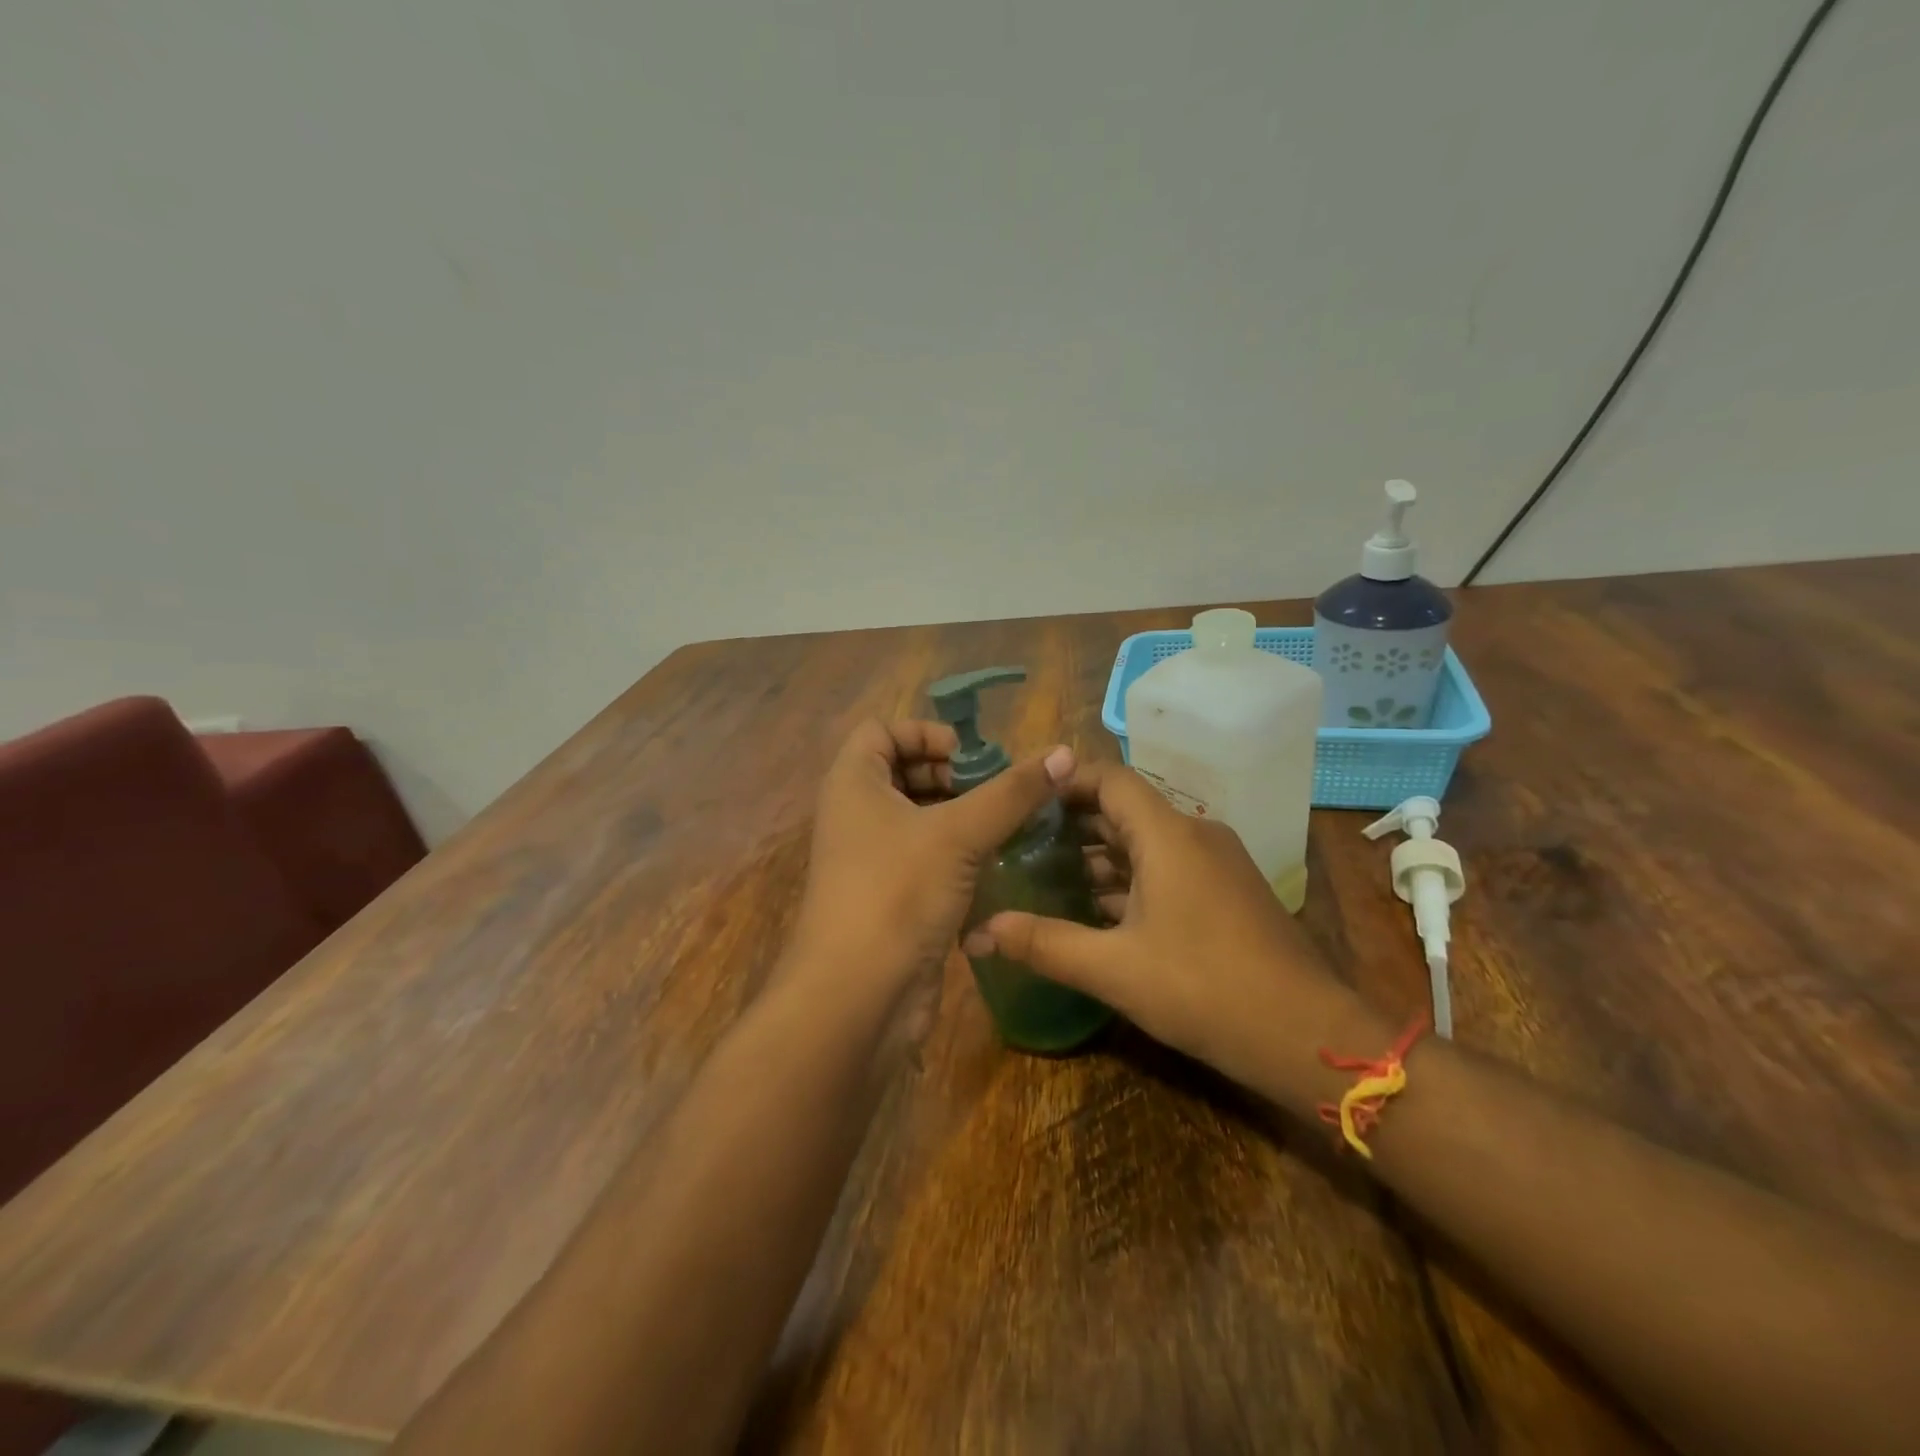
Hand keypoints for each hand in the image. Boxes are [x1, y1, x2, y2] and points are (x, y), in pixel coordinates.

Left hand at [790, 719, 1074, 1013]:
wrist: (857, 999)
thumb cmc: (896, 894)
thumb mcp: (958, 834)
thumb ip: (1012, 792)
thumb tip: (1064, 752)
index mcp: (853, 784)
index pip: (881, 730)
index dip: (926, 732)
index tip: (971, 756)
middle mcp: (856, 816)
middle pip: (903, 773)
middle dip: (953, 776)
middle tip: (999, 792)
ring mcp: (872, 861)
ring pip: (919, 820)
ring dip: (963, 818)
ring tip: (1008, 827)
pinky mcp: (892, 898)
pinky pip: (926, 860)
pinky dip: (958, 856)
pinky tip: (997, 868)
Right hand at [966, 762, 1363, 1104]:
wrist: (1307, 1036)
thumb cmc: (1206, 989)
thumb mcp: (1115, 969)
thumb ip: (1044, 943)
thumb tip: (978, 932)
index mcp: (1168, 835)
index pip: (1109, 779)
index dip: (1064, 781)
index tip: (1022, 799)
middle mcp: (1194, 835)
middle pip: (1124, 809)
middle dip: (1072, 822)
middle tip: (1020, 841)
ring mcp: (1215, 865)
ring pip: (1146, 842)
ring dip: (1099, 855)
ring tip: (1046, 874)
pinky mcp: (1226, 893)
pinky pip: (1167, 868)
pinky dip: (1129, 879)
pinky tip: (1096, 910)